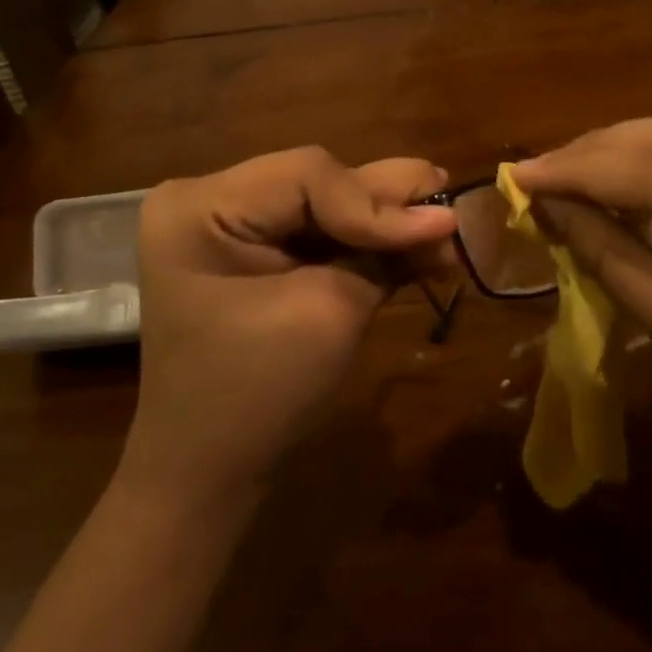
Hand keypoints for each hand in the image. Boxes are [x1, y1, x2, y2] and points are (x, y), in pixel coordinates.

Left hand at [121, 148, 456, 506]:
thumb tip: (446, 216)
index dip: (376, 202)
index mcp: (200, 206)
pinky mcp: (254, 253)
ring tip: (443, 235)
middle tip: (451, 212)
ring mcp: (230, 226)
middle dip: (386, 205)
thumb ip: (382, 254)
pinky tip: (416, 254)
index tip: (439, 232)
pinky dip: (365, 245)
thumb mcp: (326, 314)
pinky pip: (317, 234)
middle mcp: (209, 200)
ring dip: (384, 224)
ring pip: (326, 205)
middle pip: (318, 182)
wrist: (207, 478)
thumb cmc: (256, 397)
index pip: (307, 174)